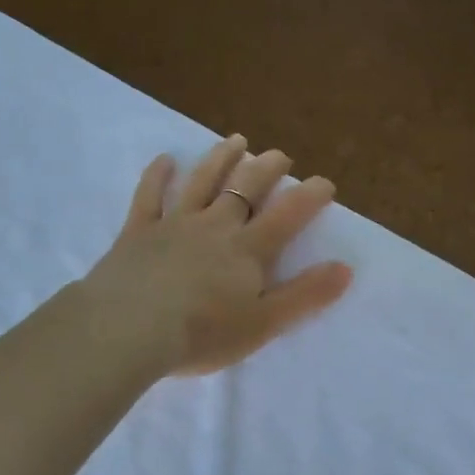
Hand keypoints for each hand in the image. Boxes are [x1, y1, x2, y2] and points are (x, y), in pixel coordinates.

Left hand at [83, 135, 353, 376]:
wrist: (129, 330)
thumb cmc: (202, 333)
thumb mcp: (264, 323)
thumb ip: (305, 295)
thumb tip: (345, 268)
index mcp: (248, 249)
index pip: (287, 215)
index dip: (309, 196)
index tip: (325, 182)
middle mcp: (215, 226)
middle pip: (245, 188)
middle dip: (267, 169)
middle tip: (280, 156)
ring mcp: (174, 224)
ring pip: (202, 182)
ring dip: (221, 159)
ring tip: (236, 141)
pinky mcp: (138, 231)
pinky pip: (149, 196)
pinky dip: (158, 175)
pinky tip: (164, 160)